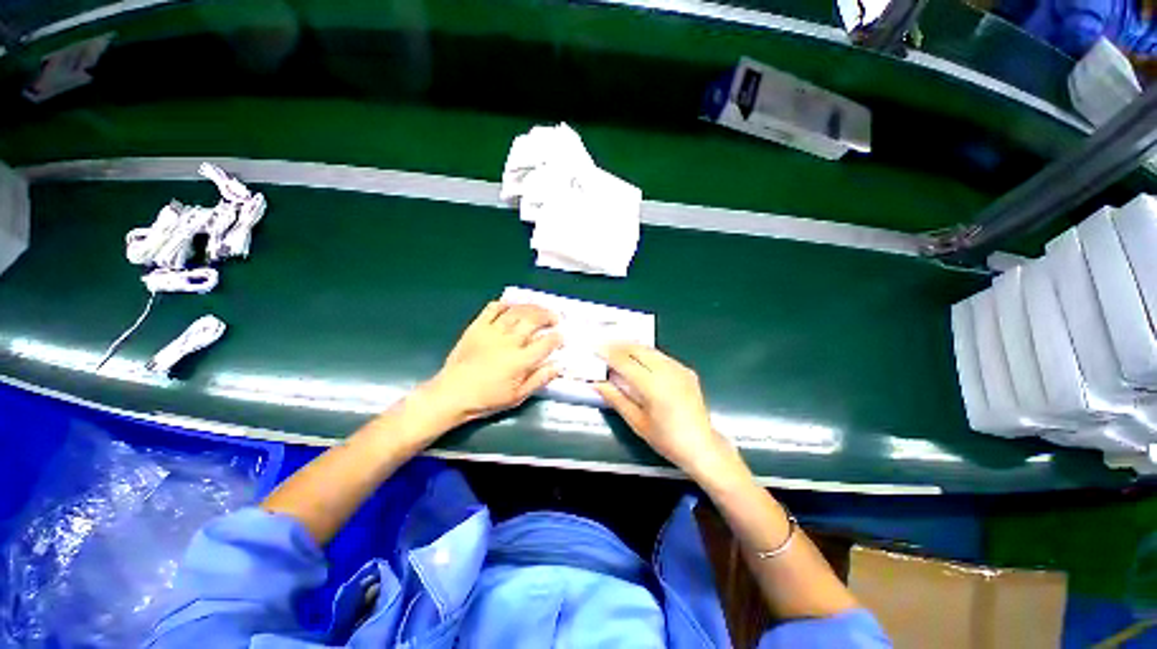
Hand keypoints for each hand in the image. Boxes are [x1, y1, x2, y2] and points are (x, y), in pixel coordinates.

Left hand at [423, 301, 561, 425]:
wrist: (452, 394)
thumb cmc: (487, 399)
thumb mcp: (518, 396)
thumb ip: (539, 379)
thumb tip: (558, 365)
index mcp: (520, 361)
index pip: (546, 343)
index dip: (557, 338)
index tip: (561, 336)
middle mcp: (508, 342)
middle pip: (533, 321)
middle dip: (548, 316)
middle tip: (555, 318)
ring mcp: (492, 332)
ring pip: (516, 312)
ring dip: (531, 308)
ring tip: (539, 309)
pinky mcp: (477, 327)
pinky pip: (492, 309)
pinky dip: (504, 304)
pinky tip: (512, 306)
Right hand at [595, 344, 741, 480]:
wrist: (701, 446)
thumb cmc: (666, 439)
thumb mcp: (636, 422)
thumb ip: (616, 398)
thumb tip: (597, 383)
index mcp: (654, 386)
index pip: (625, 362)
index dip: (608, 354)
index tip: (595, 348)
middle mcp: (668, 372)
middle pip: (639, 349)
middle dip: (619, 345)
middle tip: (604, 345)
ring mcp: (679, 369)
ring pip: (650, 350)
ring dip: (632, 347)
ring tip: (616, 349)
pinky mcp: (686, 370)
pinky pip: (661, 356)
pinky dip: (646, 353)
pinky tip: (638, 358)